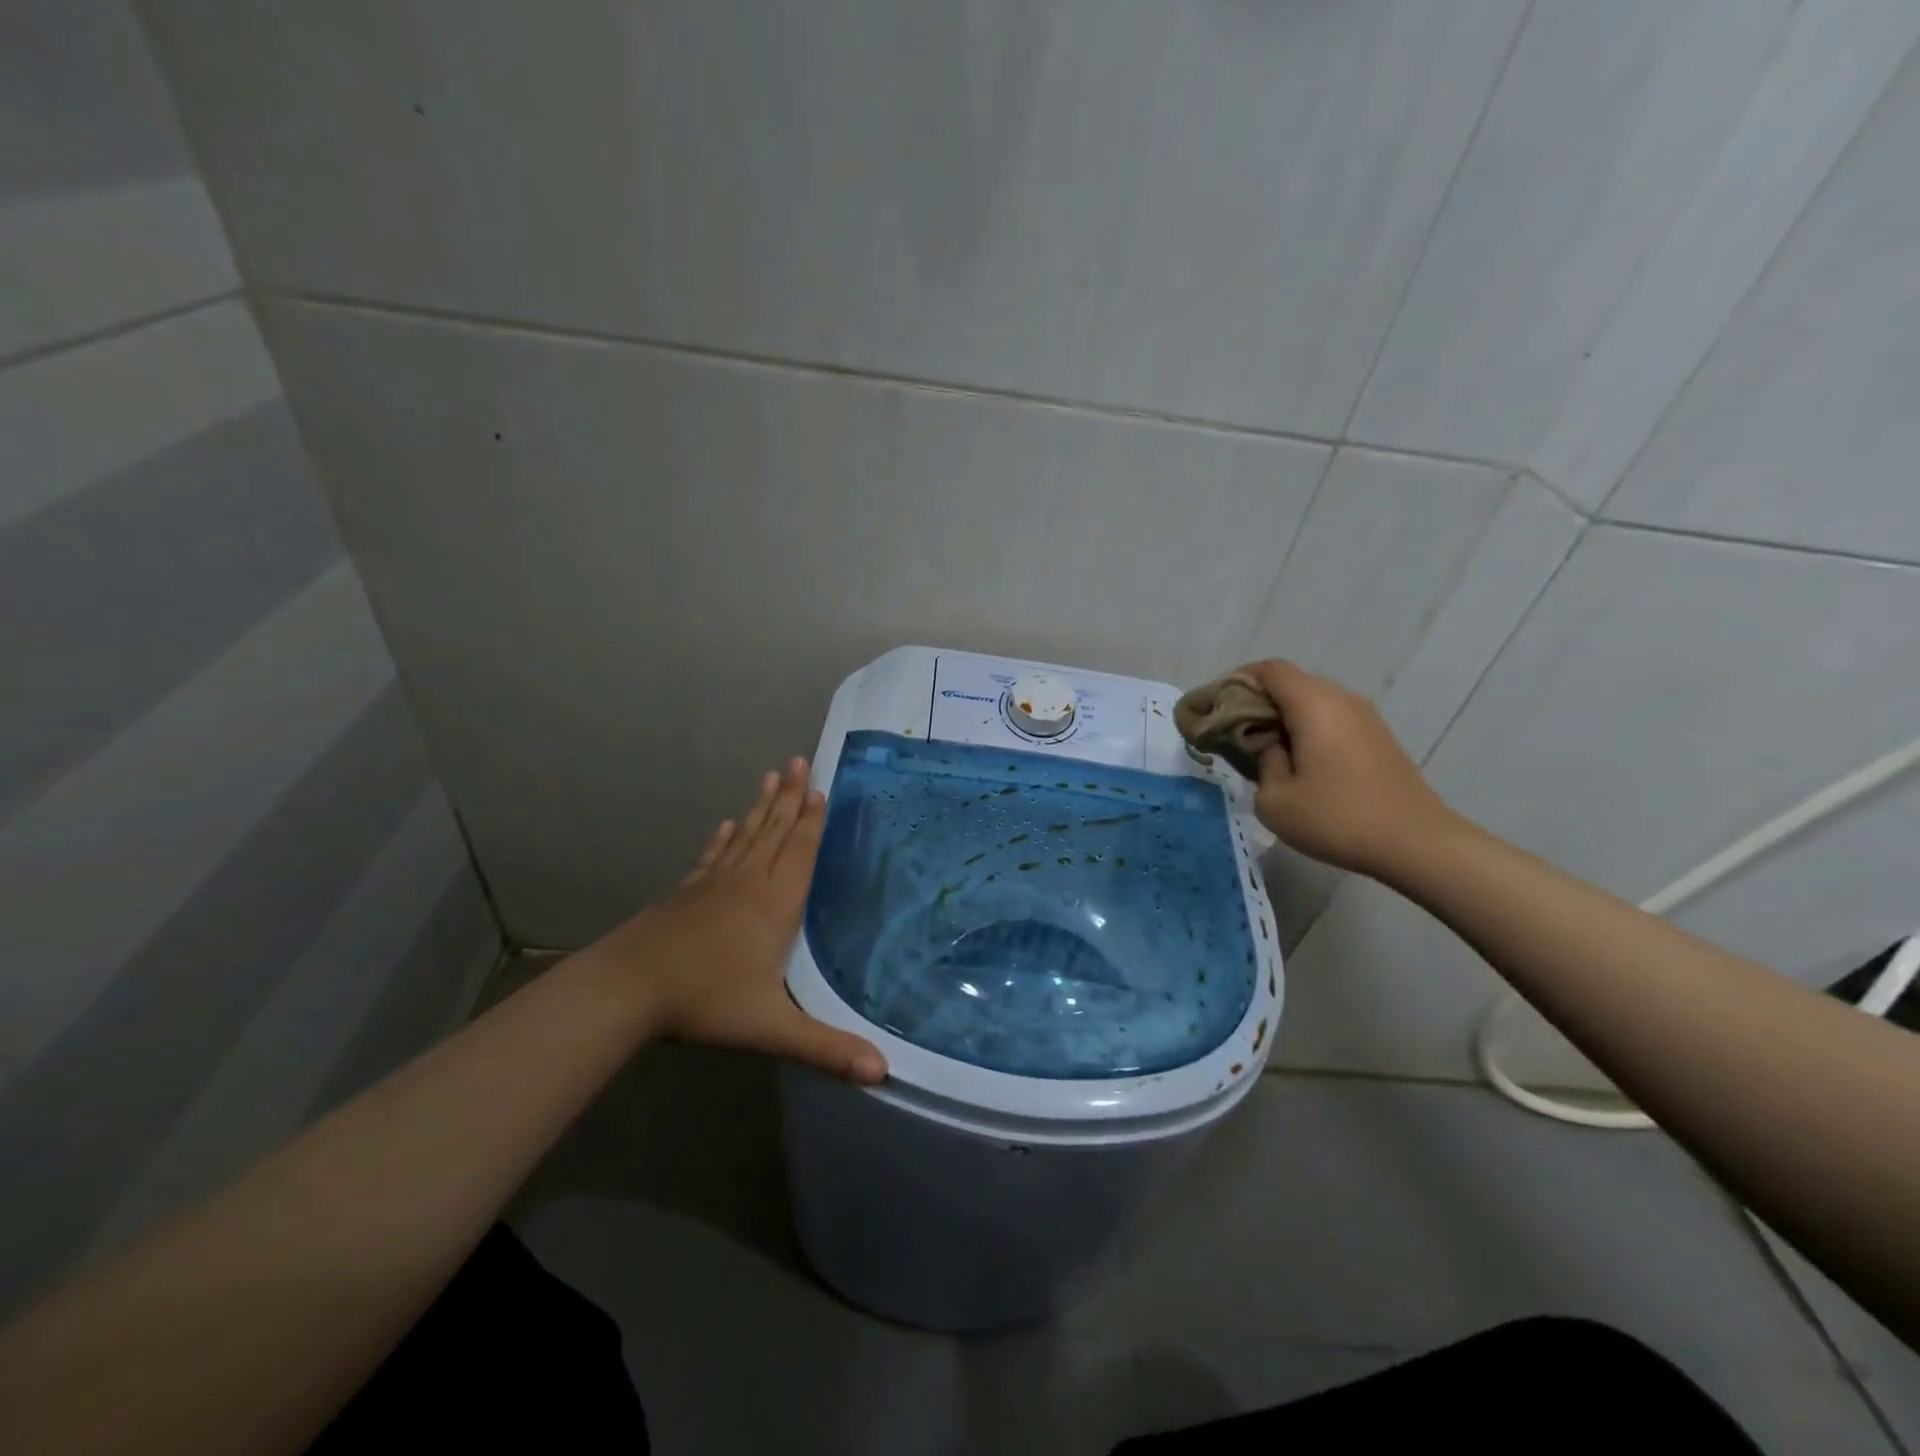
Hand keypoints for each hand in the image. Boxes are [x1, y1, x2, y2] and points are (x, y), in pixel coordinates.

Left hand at [568, 758, 886, 1082]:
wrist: (627, 988)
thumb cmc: (705, 1000)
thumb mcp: (770, 1027)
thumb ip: (825, 1046)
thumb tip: (881, 1071)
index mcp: (773, 904)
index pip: (799, 852)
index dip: (811, 820)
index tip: (818, 787)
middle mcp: (746, 883)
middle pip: (774, 832)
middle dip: (789, 798)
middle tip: (797, 761)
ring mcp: (713, 884)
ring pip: (745, 836)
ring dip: (762, 807)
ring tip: (770, 776)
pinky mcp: (687, 893)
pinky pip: (713, 855)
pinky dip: (724, 837)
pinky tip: (727, 823)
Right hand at [1236, 660, 1460, 878]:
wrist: (1417, 843)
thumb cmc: (1337, 818)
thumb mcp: (1275, 799)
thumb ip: (1261, 761)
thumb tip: (1267, 745)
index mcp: (1313, 704)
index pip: (1268, 670)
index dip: (1236, 681)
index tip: (1215, 708)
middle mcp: (1340, 699)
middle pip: (1289, 682)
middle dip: (1255, 700)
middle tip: (1230, 732)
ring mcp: (1364, 717)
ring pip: (1310, 700)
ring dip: (1280, 716)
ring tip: (1260, 749)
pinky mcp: (1376, 737)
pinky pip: (1330, 718)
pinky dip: (1305, 728)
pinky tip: (1295, 761)